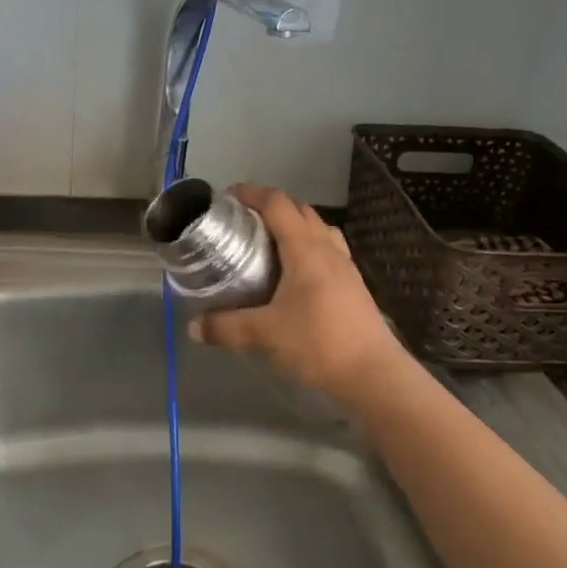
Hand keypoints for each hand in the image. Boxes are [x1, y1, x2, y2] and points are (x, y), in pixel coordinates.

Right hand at [190, 184, 408, 405]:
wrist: (373, 373)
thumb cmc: (318, 343)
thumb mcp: (265, 334)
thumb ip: (226, 327)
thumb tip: (193, 327)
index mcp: (305, 249)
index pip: (278, 204)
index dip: (251, 194)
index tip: (227, 197)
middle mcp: (328, 249)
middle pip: (301, 211)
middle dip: (271, 208)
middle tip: (244, 224)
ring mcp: (346, 267)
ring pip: (319, 230)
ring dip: (295, 227)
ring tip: (269, 245)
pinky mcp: (354, 286)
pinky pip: (329, 252)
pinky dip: (309, 249)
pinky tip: (295, 276)